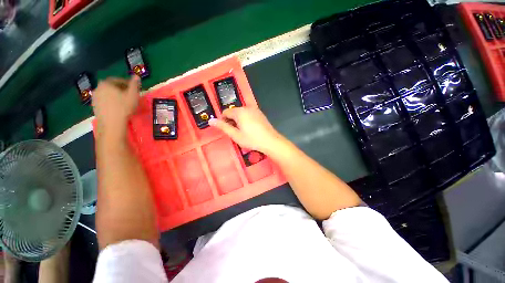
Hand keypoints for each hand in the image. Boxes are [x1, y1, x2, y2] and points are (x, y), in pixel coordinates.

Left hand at [92, 76, 139, 138]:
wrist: (112, 123)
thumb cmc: (124, 107)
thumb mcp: (133, 95)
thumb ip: (134, 84)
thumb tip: (136, 76)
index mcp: (107, 83)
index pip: (118, 80)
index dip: (128, 84)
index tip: (134, 89)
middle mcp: (98, 88)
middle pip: (112, 86)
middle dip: (121, 90)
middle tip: (129, 96)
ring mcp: (95, 97)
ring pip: (107, 94)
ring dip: (115, 96)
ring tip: (124, 102)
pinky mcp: (94, 106)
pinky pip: (104, 101)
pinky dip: (110, 102)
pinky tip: (117, 108)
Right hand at [209, 107, 285, 153]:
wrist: (270, 141)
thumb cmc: (252, 139)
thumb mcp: (235, 135)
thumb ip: (223, 127)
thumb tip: (211, 121)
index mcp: (239, 112)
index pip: (225, 112)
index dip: (223, 121)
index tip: (227, 130)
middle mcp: (247, 108)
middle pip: (234, 112)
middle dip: (232, 121)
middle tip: (235, 132)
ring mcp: (255, 110)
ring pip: (241, 113)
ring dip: (239, 120)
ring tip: (243, 132)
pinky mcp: (260, 113)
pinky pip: (249, 114)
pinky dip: (246, 120)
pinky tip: (250, 129)